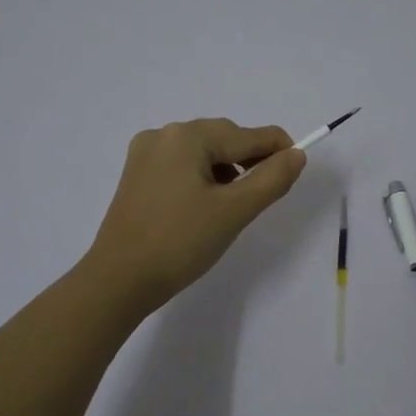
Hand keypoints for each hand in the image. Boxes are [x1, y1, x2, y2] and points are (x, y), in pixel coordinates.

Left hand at [84, 118, 306, 311]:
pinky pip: (182, 165)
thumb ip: (272, 179)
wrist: (119, 280)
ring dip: (227, 171)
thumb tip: (296, 154)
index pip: (247, 135)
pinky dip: (203, 178)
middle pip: (224, 139)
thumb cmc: (180, 242)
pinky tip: (207, 206)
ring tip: (234, 206)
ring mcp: (145, 154)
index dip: (279, 150)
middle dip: (250, 161)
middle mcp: (163, 135)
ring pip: (203, 153)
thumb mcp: (234, 211)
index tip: (297, 171)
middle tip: (266, 196)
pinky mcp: (137, 176)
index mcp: (187, 136)